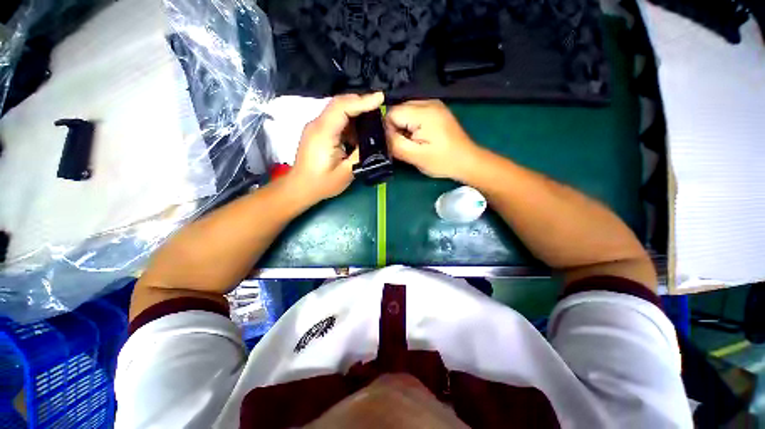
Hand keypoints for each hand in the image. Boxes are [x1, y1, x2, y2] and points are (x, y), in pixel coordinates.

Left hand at [288, 92, 384, 203]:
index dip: (362, 101)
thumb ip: (361, 154)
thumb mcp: (346, 172)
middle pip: (340, 104)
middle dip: (361, 103)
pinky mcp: (318, 131)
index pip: (342, 107)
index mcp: (323, 133)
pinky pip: (336, 120)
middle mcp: (317, 124)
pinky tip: (359, 132)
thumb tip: (375, 139)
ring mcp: (316, 127)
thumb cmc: (322, 183)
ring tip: (373, 120)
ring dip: (356, 112)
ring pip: (338, 110)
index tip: (380, 98)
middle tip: (380, 107)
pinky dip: (350, 122)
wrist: (300, 188)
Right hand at [386, 100, 478, 180]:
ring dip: (404, 128)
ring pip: (405, 112)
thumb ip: (395, 143)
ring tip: (414, 143)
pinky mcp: (437, 111)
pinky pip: (415, 114)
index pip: (391, 113)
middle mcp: (428, 102)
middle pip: (398, 111)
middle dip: (396, 128)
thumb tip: (381, 134)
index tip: (396, 145)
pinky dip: (412, 126)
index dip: (388, 130)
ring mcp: (434, 105)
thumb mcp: (415, 156)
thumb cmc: (442, 161)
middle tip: (406, 146)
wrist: (467, 161)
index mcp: (423, 112)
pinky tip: (420, 138)